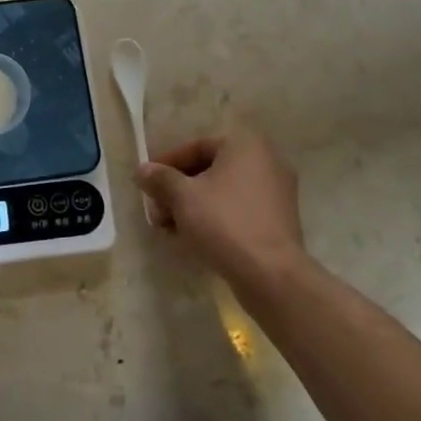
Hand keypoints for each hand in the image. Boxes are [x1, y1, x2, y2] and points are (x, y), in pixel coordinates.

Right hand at [136, 129, 309, 292]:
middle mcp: (265, 161)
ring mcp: (275, 192)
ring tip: (169, 229)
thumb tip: (142, 170)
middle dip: (177, 190)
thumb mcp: (182, 197)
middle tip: (156, 211)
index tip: (146, 183)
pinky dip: (214, 218)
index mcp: (245, 145)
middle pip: (209, 170)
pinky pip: (238, 210)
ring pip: (222, 192)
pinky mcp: (278, 220)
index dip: (166, 164)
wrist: (271, 276)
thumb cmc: (224, 223)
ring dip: (192, 206)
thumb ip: (160, 178)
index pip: (196, 147)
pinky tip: (192, 238)